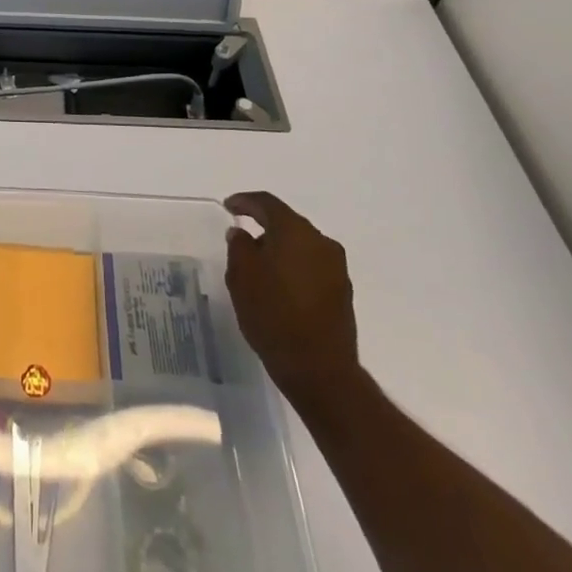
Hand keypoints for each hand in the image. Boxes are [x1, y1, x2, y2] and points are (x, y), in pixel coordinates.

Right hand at [224, 192, 361, 403]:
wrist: (320, 370)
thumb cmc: (273, 315)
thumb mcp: (241, 278)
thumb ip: (239, 247)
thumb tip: (242, 233)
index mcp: (295, 231)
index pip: (267, 203)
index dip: (245, 201)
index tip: (228, 206)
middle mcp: (320, 241)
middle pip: (287, 222)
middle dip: (264, 226)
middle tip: (242, 237)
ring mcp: (336, 267)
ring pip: (301, 245)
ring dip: (280, 248)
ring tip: (259, 266)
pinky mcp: (343, 291)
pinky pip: (312, 266)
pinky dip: (294, 267)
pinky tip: (280, 285)